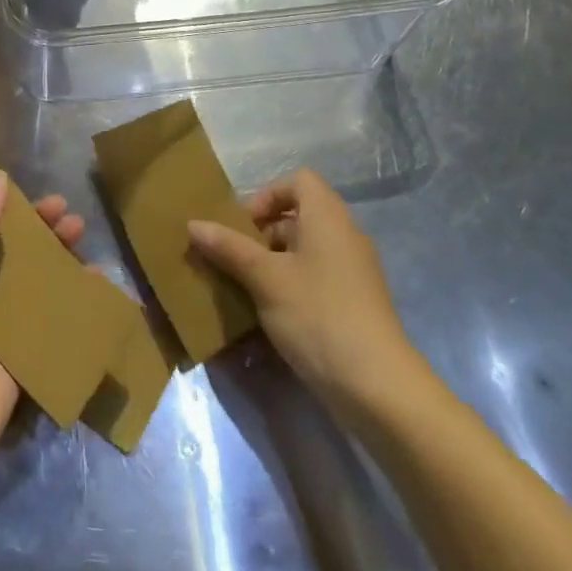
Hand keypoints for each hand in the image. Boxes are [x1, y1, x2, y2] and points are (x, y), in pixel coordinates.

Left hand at [0, 171, 84, 473]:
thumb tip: (0, 179)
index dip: (6, 211)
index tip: (38, 199)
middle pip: (9, 253)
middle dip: (40, 233)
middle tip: (70, 217)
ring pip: (32, 284)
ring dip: (58, 260)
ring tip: (83, 238)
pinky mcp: (19, 359)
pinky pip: (49, 323)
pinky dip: (73, 303)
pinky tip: (97, 284)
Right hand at [187, 169, 423, 423]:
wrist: (378, 389)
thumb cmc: (318, 316)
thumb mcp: (265, 279)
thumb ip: (228, 248)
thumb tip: (193, 223)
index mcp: (328, 219)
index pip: (299, 181)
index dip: (267, 195)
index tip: (243, 226)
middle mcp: (344, 237)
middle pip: (297, 217)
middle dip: (261, 234)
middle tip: (233, 260)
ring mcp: (352, 273)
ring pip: (303, 251)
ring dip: (270, 264)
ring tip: (242, 289)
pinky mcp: (353, 305)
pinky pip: (314, 279)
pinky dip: (289, 287)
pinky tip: (267, 315)